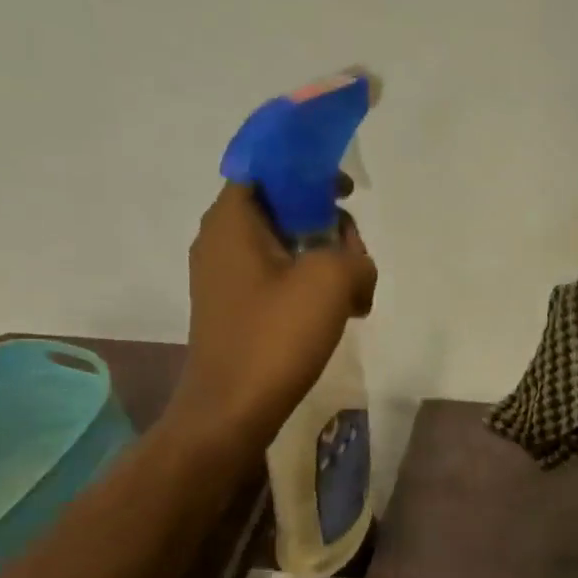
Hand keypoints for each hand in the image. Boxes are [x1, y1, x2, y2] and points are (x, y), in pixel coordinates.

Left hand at [175, 182, 376, 446]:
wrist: (231, 411)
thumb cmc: (275, 337)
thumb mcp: (330, 282)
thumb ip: (354, 254)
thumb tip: (354, 266)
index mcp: (231, 219)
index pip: (267, 166)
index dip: (309, 167)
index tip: (346, 189)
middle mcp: (221, 240)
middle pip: (282, 207)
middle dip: (327, 223)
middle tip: (356, 257)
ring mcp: (226, 277)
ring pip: (285, 246)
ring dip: (325, 260)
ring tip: (354, 294)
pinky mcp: (236, 308)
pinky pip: (279, 278)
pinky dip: (309, 286)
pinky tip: (338, 314)